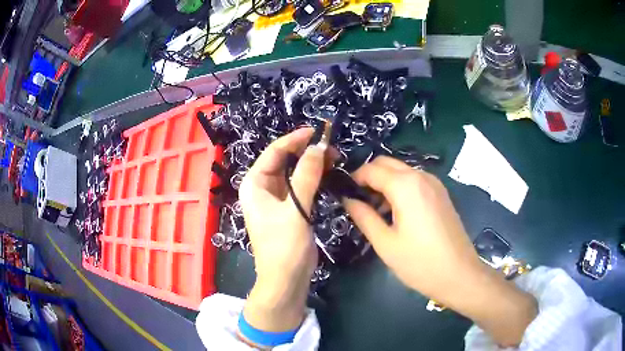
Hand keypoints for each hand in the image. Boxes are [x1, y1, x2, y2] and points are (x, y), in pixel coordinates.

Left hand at [239, 128, 325, 332]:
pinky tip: (328, 174)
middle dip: (306, 152)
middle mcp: (262, 188)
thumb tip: (318, 147)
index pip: (274, 152)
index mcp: (255, 184)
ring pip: (294, 172)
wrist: (286, 279)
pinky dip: (313, 178)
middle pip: (284, 160)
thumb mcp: (295, 209)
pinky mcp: (289, 208)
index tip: (317, 131)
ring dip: (312, 164)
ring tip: (334, 159)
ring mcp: (276, 198)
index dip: (295, 139)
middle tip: (332, 148)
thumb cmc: (284, 245)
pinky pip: (300, 186)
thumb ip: (306, 176)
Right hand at [343, 156, 536, 346]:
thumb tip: (348, 200)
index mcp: (406, 185)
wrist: (459, 274)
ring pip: (401, 171)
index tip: (343, 193)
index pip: (372, 169)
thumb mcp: (385, 243)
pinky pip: (415, 181)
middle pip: (387, 163)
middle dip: (369, 176)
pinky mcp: (441, 193)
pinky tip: (397, 212)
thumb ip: (364, 217)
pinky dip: (400, 187)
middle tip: (357, 200)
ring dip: (385, 182)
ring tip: (375, 210)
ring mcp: (434, 183)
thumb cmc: (419, 262)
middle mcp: (421, 176)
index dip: (354, 178)